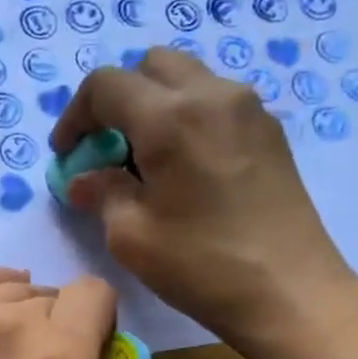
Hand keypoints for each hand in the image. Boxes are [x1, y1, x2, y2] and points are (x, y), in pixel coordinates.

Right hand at [52, 48, 357, 358]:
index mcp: (170, 117)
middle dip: (116, 99)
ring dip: (153, 105)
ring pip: (186, 79)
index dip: (75, 116)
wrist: (290, 292)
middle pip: (150, 66)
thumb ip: (102, 193)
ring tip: (143, 159)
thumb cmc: (201, 265)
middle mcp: (212, 95)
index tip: (67, 154)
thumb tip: (84, 179)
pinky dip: (186, 117)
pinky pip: (215, 102)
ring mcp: (248, 109)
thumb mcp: (131, 236)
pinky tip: (182, 167)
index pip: (106, 85)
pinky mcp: (269, 131)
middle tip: (104, 148)